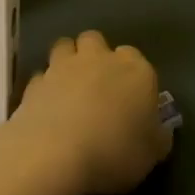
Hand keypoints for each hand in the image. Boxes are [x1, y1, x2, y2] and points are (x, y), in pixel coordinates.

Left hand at [0, 31, 172, 194]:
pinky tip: (47, 106)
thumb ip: (158, 137)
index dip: (132, 75)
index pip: (135, 57)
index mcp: (135, 70)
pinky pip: (42, 76)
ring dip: (67, 60)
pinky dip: (45, 86)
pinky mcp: (35, 82)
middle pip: (96, 40)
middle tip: (97, 86)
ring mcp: (63, 66)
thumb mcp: (152, 154)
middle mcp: (99, 58)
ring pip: (65, 46)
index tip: (130, 98)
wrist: (55, 154)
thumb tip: (158, 131)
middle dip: (96, 55)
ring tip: (69, 87)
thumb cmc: (115, 151)